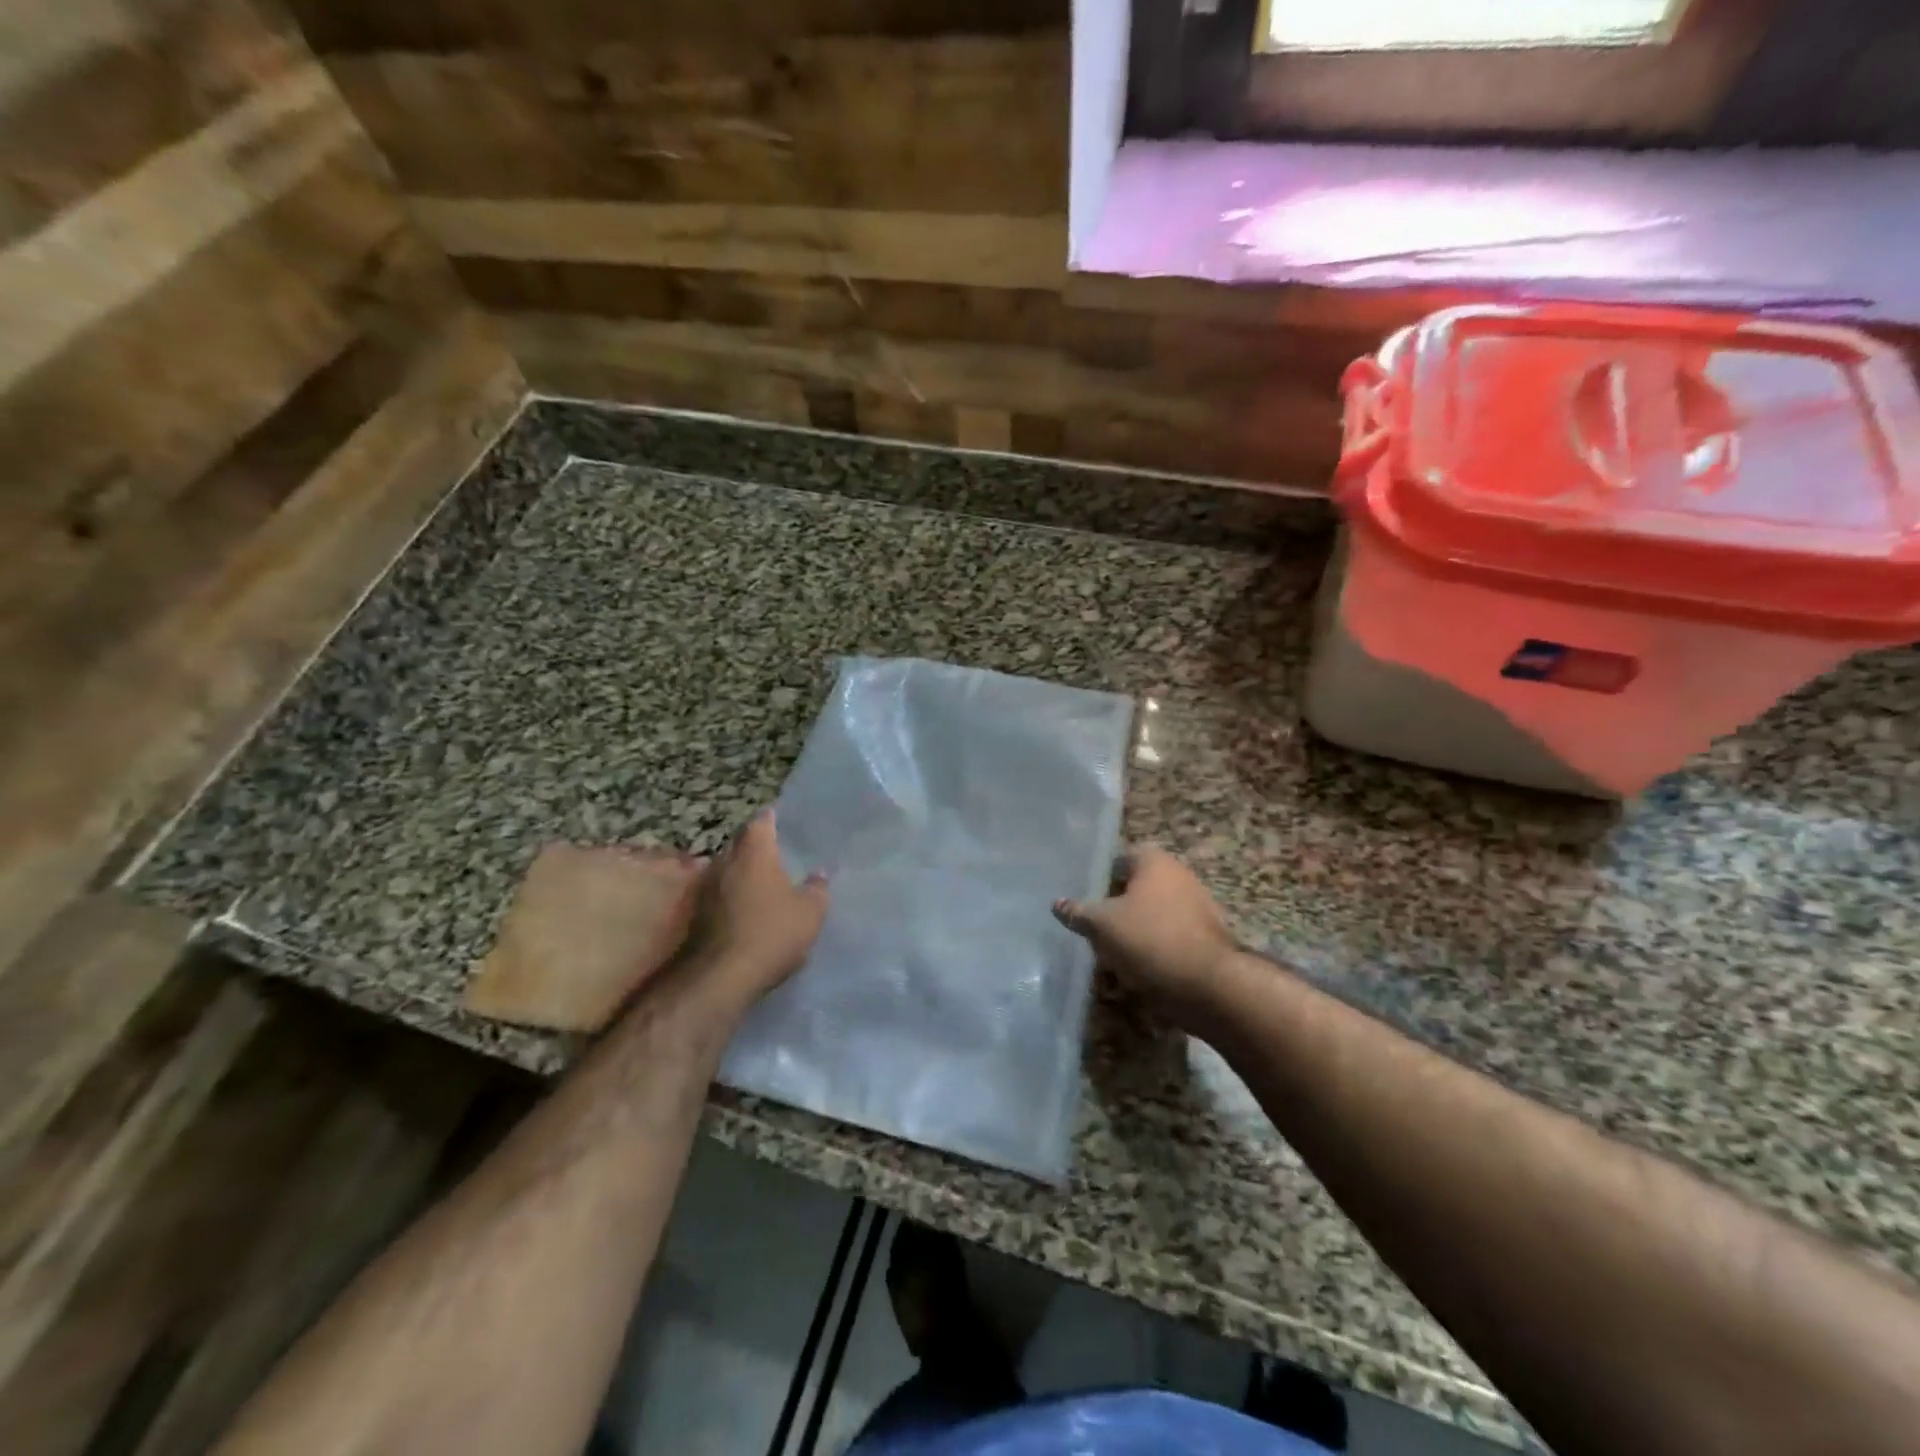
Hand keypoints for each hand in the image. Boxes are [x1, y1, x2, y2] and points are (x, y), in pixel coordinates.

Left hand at [682, 810, 828, 1002]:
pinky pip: (717, 897)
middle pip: (740, 844)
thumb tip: (819, 874)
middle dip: (756, 848)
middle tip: (778, 856)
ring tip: (763, 886)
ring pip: (726, 871)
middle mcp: (724, 861)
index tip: (783, 823)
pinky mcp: (693, 915)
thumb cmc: (770, 932)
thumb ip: (817, 889)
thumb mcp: (810, 912)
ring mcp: (704, 888)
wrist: (718, 978)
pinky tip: (745, 913)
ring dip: (741, 875)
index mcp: (754, 851)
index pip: (761, 821)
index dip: (772, 820)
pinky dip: (730, 899)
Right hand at [1053, 847, 1236, 1024]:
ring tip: (1110, 961)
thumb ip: (1078, 912)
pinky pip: (1168, 939)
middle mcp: (1178, 875)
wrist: (1209, 985)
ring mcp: (1196, 906)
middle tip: (1094, 933)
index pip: (1118, 860)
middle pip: (1135, 889)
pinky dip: (1152, 953)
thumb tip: (1057, 903)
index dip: (1098, 880)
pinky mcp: (1205, 937)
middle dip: (1114, 912)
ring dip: (1131, 935)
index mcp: (1154, 861)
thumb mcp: (1102, 925)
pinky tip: (1136, 976)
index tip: (1084, 903)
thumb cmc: (1149, 939)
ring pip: (1151, 917)